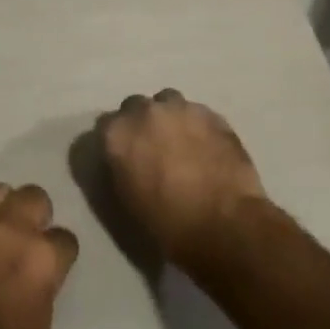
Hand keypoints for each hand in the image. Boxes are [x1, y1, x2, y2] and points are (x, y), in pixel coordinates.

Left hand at [0, 184, 79, 328]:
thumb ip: (44, 282)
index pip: (65, 238)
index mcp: (40, 256)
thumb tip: (40, 269)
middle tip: (29, 239)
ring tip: (0, 231)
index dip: (59, 254)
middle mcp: (10, 228)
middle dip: (37, 216)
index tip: (53, 265)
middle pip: (35, 197)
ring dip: (5, 208)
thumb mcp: (39, 323)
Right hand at [100, 90, 266, 268]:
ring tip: (182, 143)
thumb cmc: (166, 223)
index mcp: (118, 134)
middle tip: (154, 148)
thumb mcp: (126, 198)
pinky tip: (206, 148)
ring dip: (170, 118)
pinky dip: (197, 126)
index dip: (117, 140)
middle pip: (136, 106)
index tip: (125, 155)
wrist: (223, 227)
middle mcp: (145, 112)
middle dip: (142, 122)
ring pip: (168, 102)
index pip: (106, 125)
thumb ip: (120, 166)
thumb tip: (126, 157)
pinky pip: (197, 113)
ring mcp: (181, 108)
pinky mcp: (212, 114)